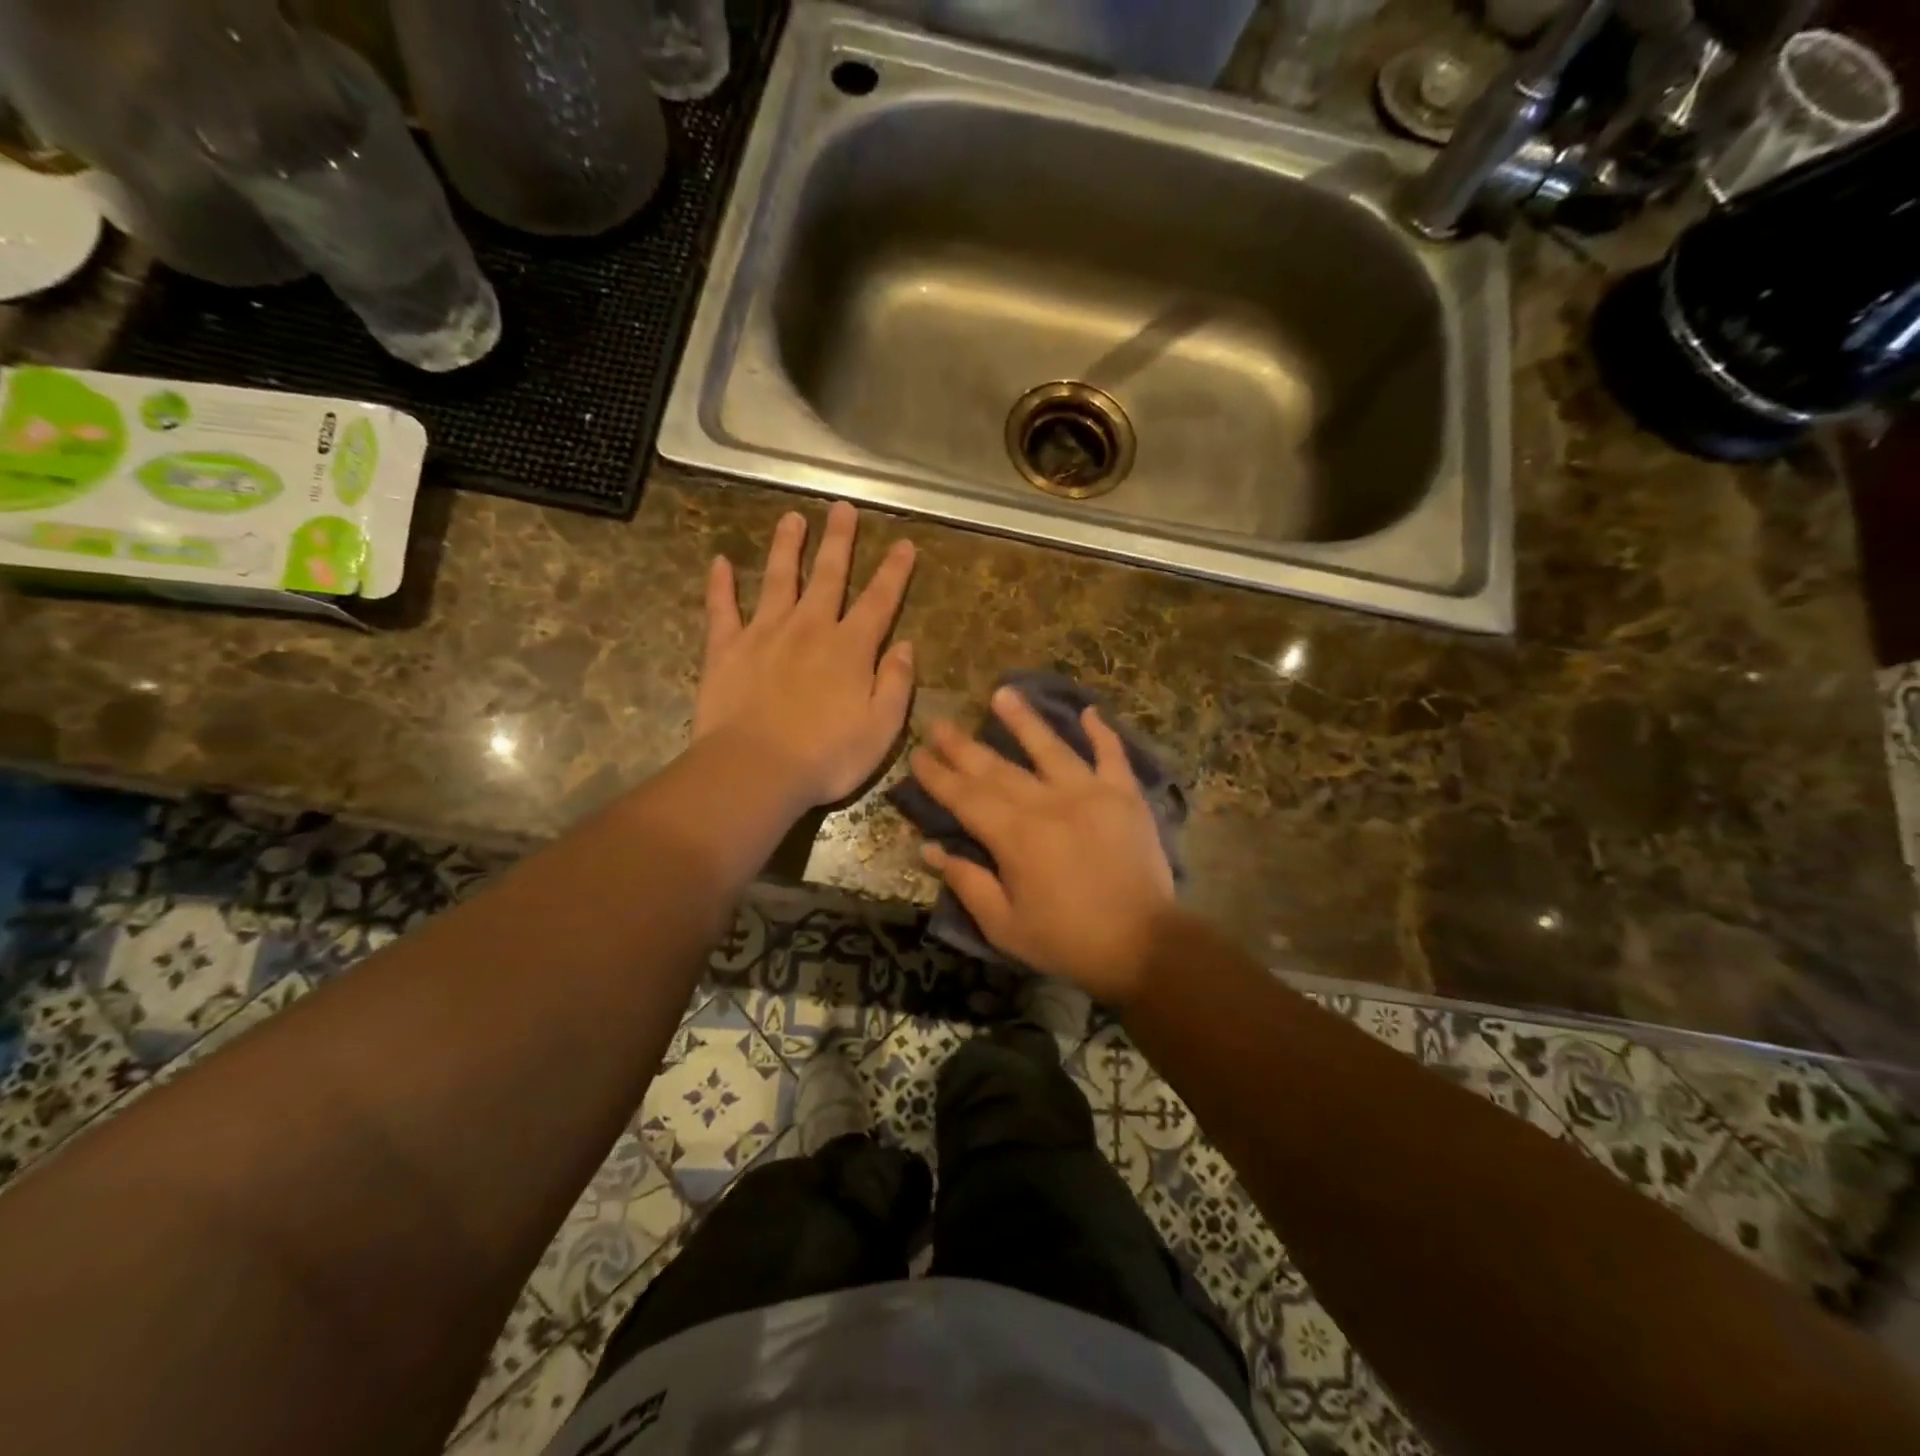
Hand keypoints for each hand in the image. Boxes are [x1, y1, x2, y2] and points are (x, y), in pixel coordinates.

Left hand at [694, 502, 916, 809]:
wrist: (755, 771)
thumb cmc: (826, 757)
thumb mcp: (882, 729)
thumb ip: (896, 684)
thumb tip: (904, 646)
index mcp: (850, 649)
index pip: (879, 601)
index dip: (894, 572)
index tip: (903, 543)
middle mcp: (810, 629)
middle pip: (828, 576)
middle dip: (839, 541)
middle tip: (842, 508)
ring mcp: (764, 634)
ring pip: (778, 579)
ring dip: (786, 547)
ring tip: (791, 518)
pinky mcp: (725, 649)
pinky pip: (721, 609)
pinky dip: (720, 585)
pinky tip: (719, 562)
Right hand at [908, 686, 1175, 1003]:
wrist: (1144, 944)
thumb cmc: (1067, 940)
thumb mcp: (1004, 925)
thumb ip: (967, 882)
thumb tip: (929, 848)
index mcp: (1015, 836)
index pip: (966, 797)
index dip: (938, 776)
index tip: (917, 754)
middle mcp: (1048, 803)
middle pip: (998, 768)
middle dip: (964, 746)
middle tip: (939, 723)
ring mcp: (1090, 793)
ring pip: (1050, 748)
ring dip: (1024, 720)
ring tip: (1002, 693)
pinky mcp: (1125, 796)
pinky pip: (1112, 755)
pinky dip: (1101, 733)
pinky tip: (1089, 711)